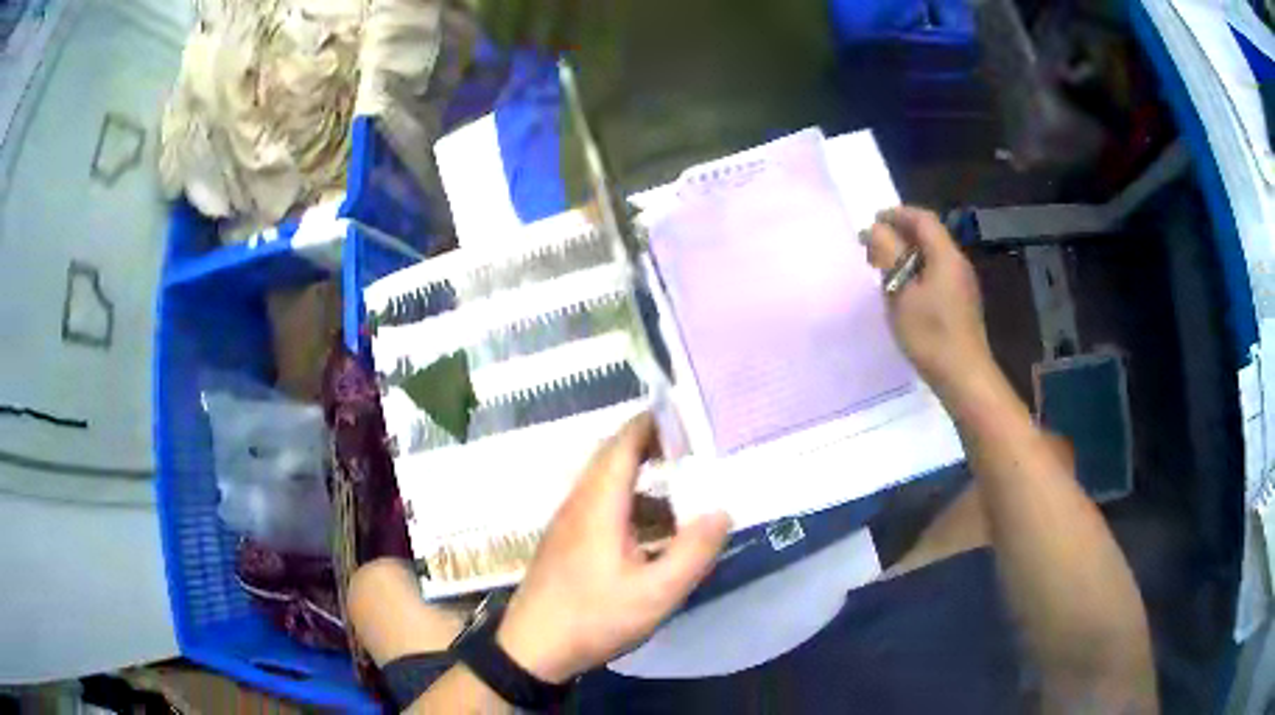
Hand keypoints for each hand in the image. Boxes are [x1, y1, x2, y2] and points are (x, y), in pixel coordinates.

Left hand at [495, 414, 731, 682]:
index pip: (622, 443)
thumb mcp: (655, 593)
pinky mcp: (566, 542)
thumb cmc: (593, 618)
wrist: (532, 648)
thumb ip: (692, 552)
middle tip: (693, 443)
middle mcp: (579, 504)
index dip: (651, 422)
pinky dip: (631, 501)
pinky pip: (601, 504)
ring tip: (683, 482)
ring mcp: (568, 523)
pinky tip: (654, 528)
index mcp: (598, 505)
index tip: (685, 412)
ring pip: (606, 482)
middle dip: (650, 443)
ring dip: (641, 474)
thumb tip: (722, 510)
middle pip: (612, 457)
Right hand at [864, 206, 994, 397]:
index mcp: (946, 256)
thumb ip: (889, 256)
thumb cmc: (931, 335)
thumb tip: (877, 229)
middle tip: (873, 247)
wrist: (964, 377)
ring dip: (908, 254)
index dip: (897, 214)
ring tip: (884, 268)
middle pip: (929, 235)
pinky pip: (938, 273)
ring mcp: (963, 284)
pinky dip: (918, 271)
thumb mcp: (901, 293)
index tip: (872, 221)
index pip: (922, 219)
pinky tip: (904, 291)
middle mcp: (958, 263)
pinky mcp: (962, 303)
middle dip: (900, 234)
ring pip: (933, 255)